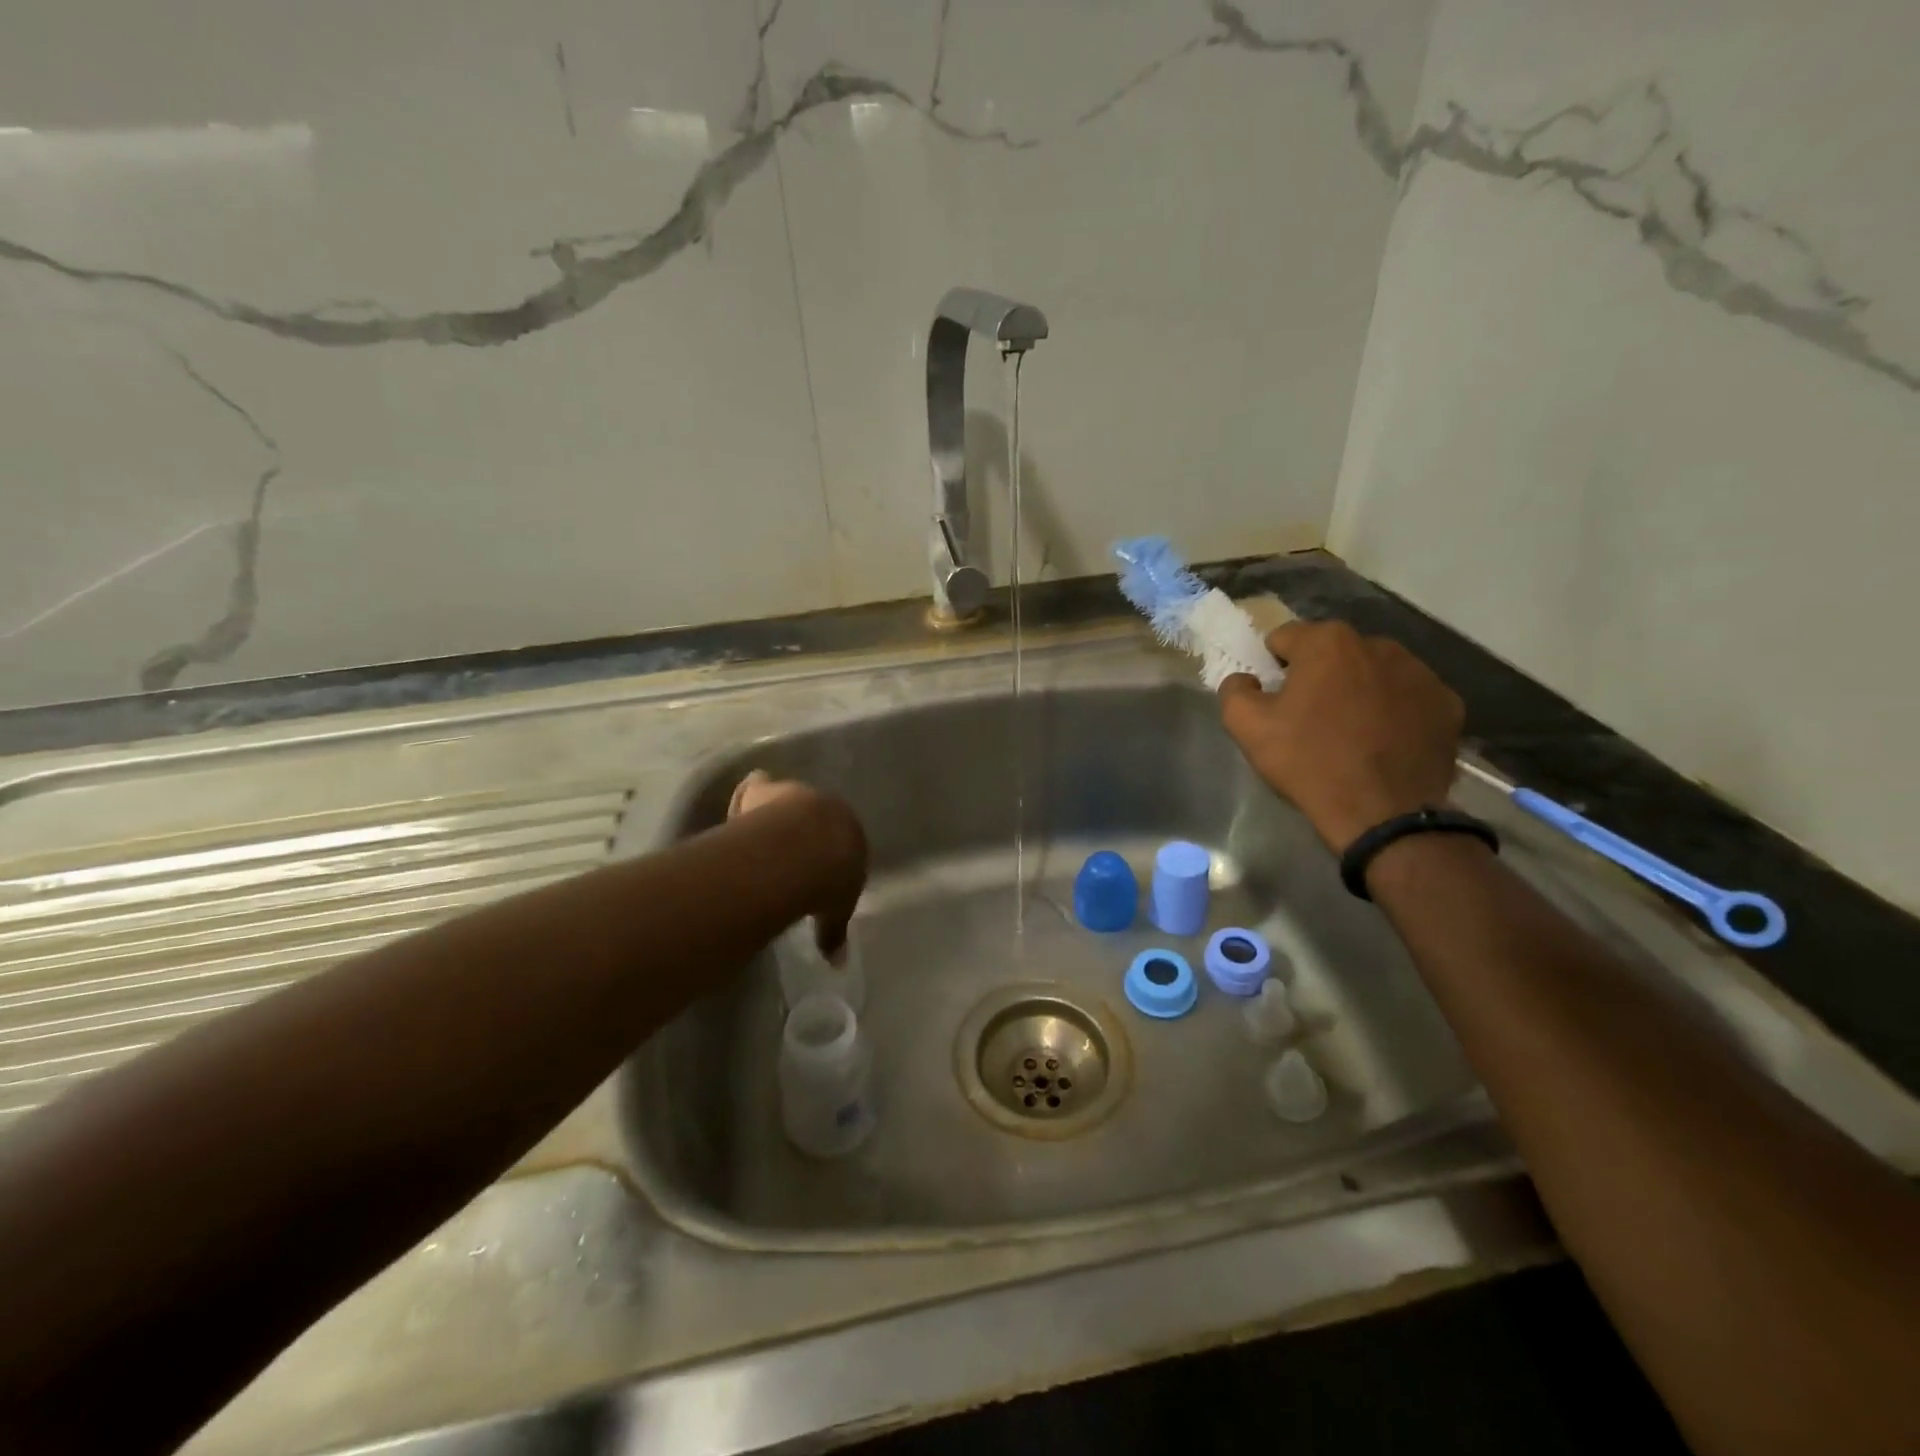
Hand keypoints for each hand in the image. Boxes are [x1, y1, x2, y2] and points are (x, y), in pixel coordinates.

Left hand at [729, 770, 866, 955]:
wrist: (803, 849)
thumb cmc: (828, 881)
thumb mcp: (835, 911)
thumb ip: (832, 931)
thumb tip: (836, 963)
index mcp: (853, 834)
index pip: (845, 841)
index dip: (829, 855)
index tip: (815, 868)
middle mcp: (829, 808)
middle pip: (817, 815)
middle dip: (805, 829)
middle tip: (789, 848)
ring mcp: (795, 794)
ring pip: (786, 799)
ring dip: (777, 812)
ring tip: (763, 831)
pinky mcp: (764, 789)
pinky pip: (756, 787)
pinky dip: (748, 796)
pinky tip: (739, 807)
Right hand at [1217, 620, 1463, 852]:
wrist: (1382, 814)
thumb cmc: (1309, 762)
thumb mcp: (1246, 727)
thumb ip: (1235, 690)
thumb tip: (1245, 680)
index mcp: (1327, 643)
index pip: (1285, 638)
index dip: (1274, 667)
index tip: (1275, 699)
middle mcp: (1378, 644)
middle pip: (1334, 652)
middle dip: (1320, 675)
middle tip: (1311, 717)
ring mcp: (1421, 673)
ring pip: (1374, 672)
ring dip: (1359, 690)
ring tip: (1351, 731)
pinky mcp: (1448, 704)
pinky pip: (1409, 698)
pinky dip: (1395, 711)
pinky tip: (1384, 742)